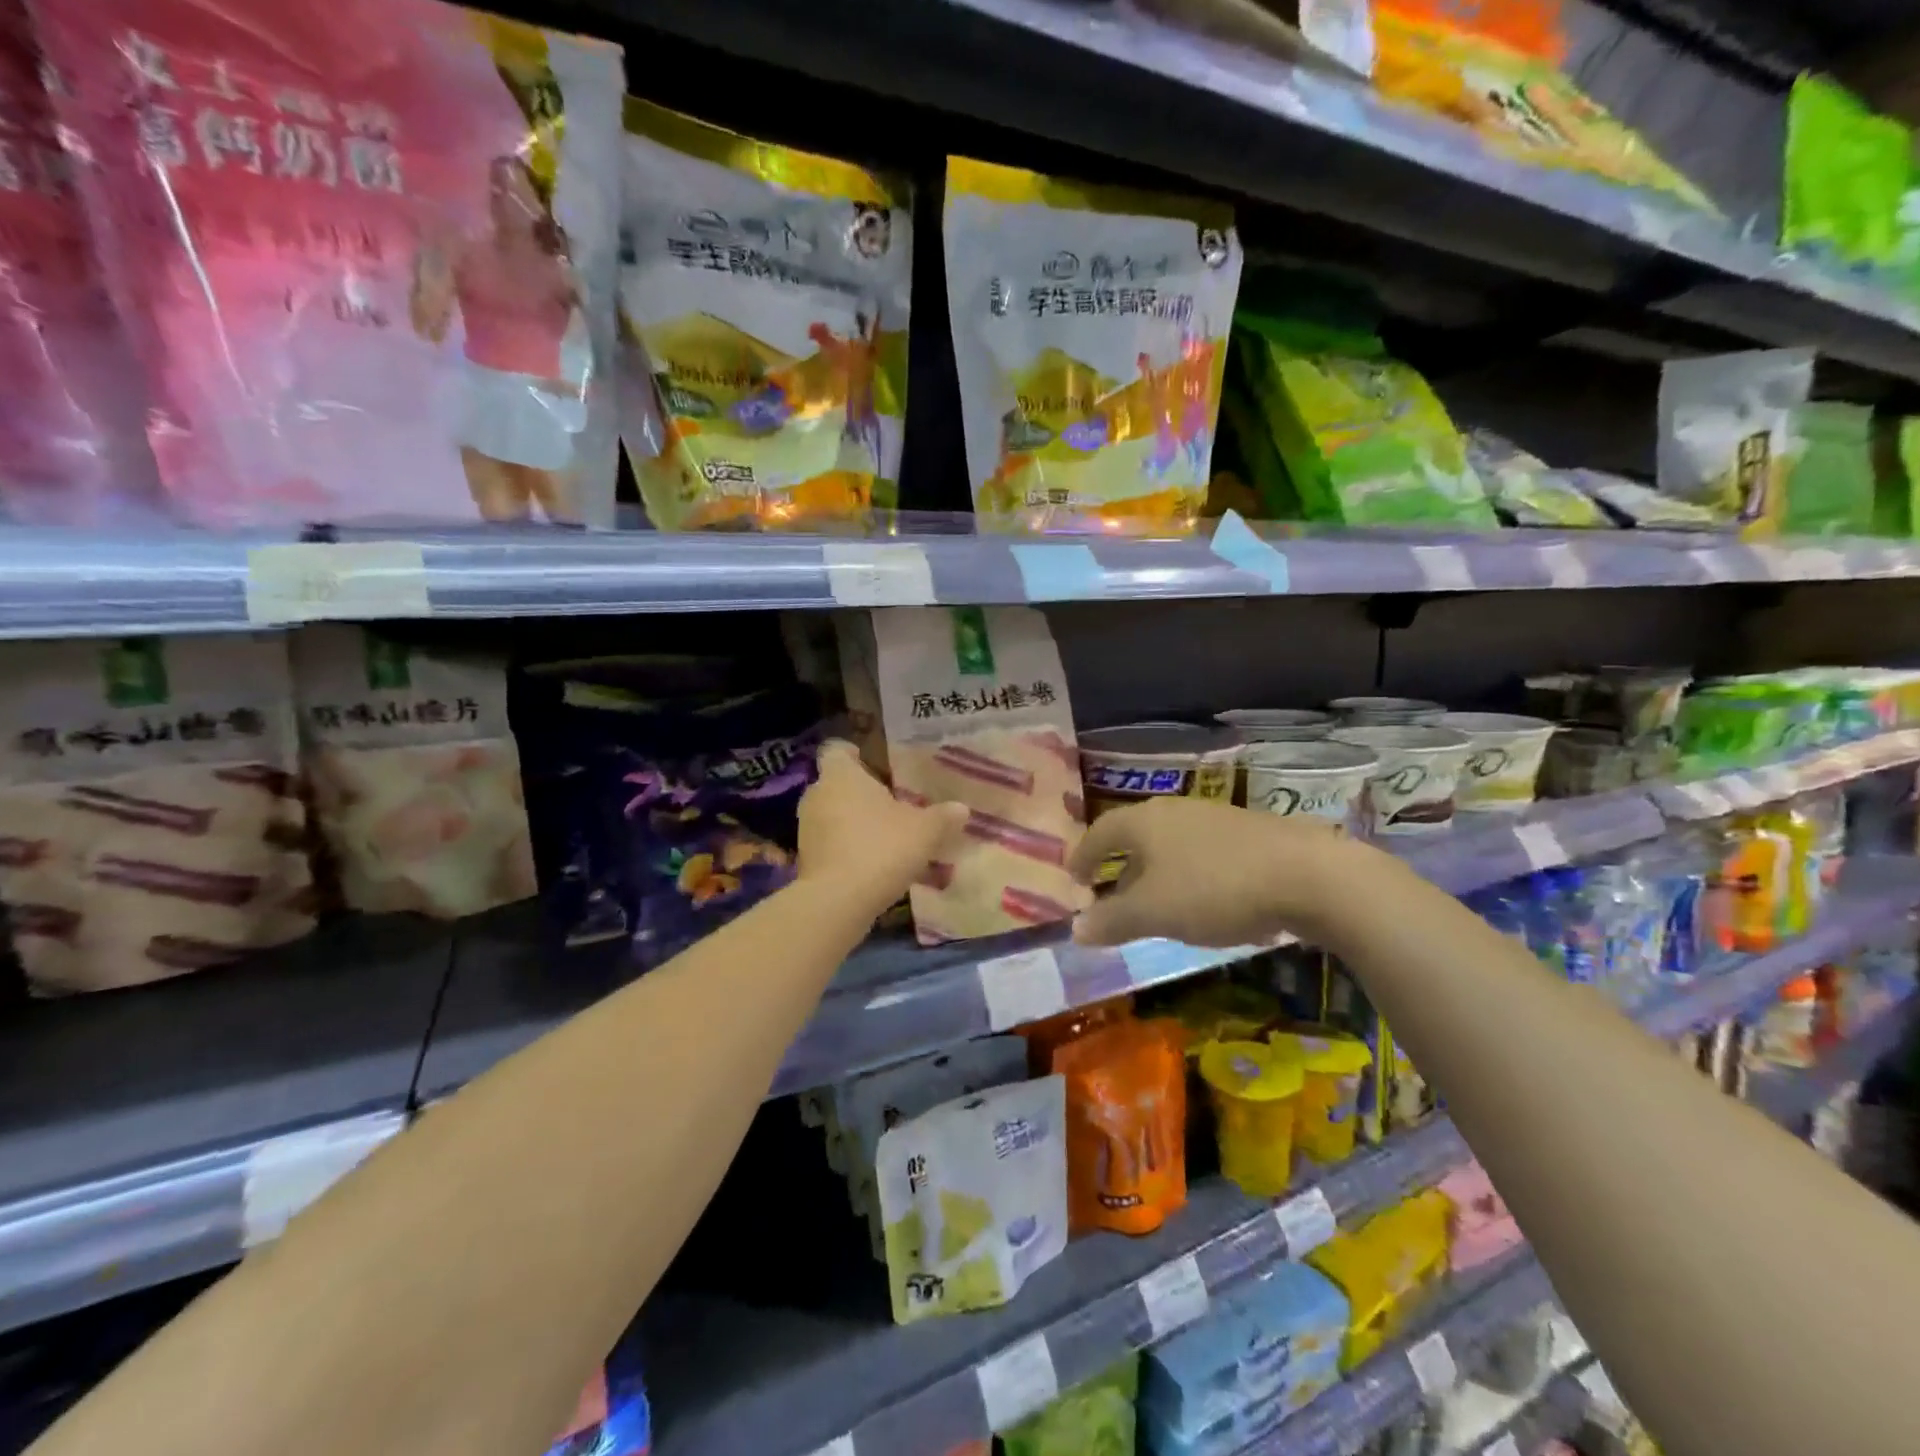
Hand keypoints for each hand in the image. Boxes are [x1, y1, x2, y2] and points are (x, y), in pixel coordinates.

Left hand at [798, 741, 967, 915]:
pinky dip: (848, 851)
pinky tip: (874, 867)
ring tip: (887, 839)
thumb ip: (943, 817)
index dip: (855, 755)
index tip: (876, 767)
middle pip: (837, 785)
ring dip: (855, 825)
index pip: (837, 749)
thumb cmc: (881, 848)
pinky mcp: (805, 860)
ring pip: (833, 816)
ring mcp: (807, 829)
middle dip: (862, 795)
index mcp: (841, 775)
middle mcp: (817, 795)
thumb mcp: (925, 831)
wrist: (838, 901)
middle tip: (892, 805)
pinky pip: (830, 845)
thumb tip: (962, 809)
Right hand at [1067, 797, 1356, 948]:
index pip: (1100, 832)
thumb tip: (1075, 929)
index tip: (1074, 878)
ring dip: (1156, 871)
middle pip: (1136, 835)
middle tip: (1111, 894)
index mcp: (1144, 822)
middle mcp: (1175, 810)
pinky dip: (1189, 874)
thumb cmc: (1214, 890)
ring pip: (1171, 843)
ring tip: (1157, 902)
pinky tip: (1205, 901)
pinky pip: (1203, 852)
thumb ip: (1112, 921)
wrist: (1308, 875)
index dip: (1083, 856)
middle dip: (1121, 865)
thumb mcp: (1154, 913)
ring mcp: (1215, 817)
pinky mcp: (1249, 832)